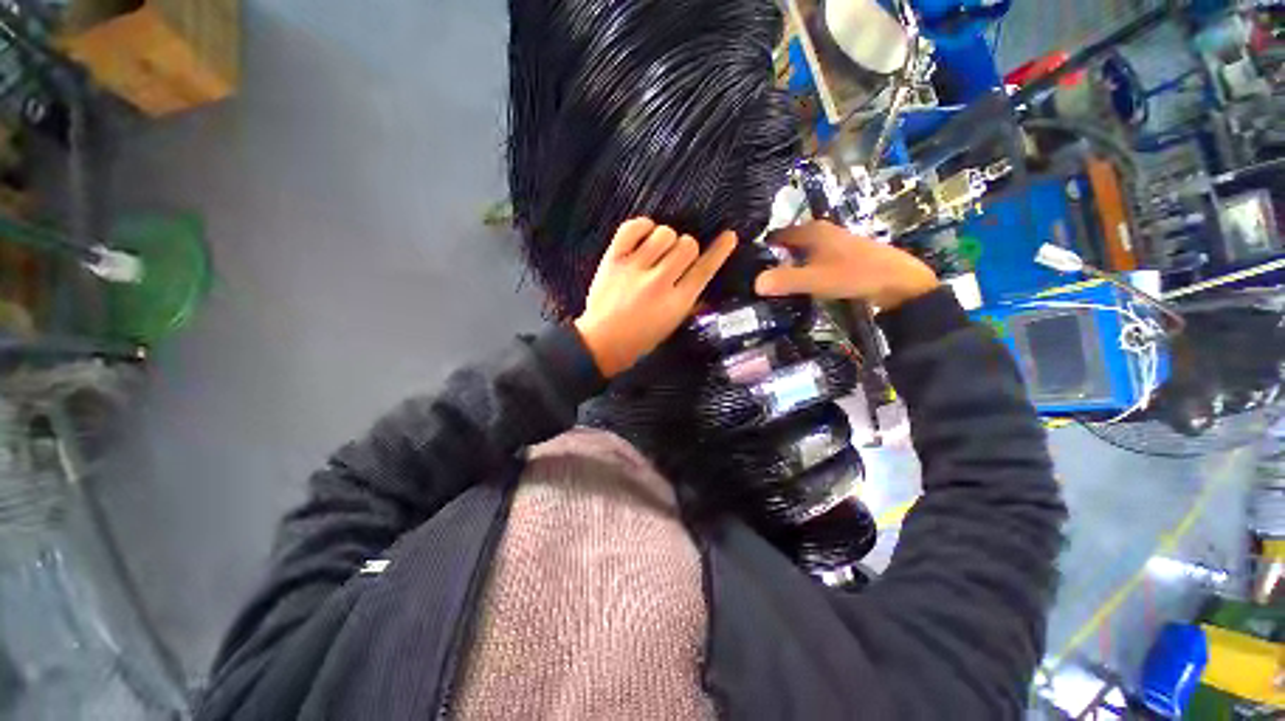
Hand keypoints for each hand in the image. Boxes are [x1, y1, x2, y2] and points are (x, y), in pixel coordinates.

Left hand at [575, 218, 737, 377]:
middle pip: (688, 245)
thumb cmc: (640, 339)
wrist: (601, 343)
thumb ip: (690, 304)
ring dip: (666, 239)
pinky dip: (643, 227)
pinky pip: (634, 227)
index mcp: (677, 302)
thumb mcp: (672, 326)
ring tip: (657, 252)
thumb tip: (703, 280)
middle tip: (675, 261)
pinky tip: (644, 237)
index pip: (705, 268)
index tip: (728, 236)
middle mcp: (659, 282)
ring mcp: (635, 268)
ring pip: (664, 233)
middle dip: (687, 250)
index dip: (720, 250)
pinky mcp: (614, 259)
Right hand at [754, 221, 938, 309]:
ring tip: (772, 281)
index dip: (762, 246)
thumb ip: (785, 280)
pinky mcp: (841, 255)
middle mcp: (821, 232)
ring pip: (801, 250)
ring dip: (788, 262)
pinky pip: (812, 258)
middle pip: (789, 242)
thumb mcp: (816, 279)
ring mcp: (833, 242)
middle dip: (773, 255)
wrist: (898, 281)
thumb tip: (754, 283)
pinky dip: (802, 267)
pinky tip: (798, 281)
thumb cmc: (855, 274)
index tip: (745, 262)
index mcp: (812, 231)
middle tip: (756, 274)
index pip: (778, 234)